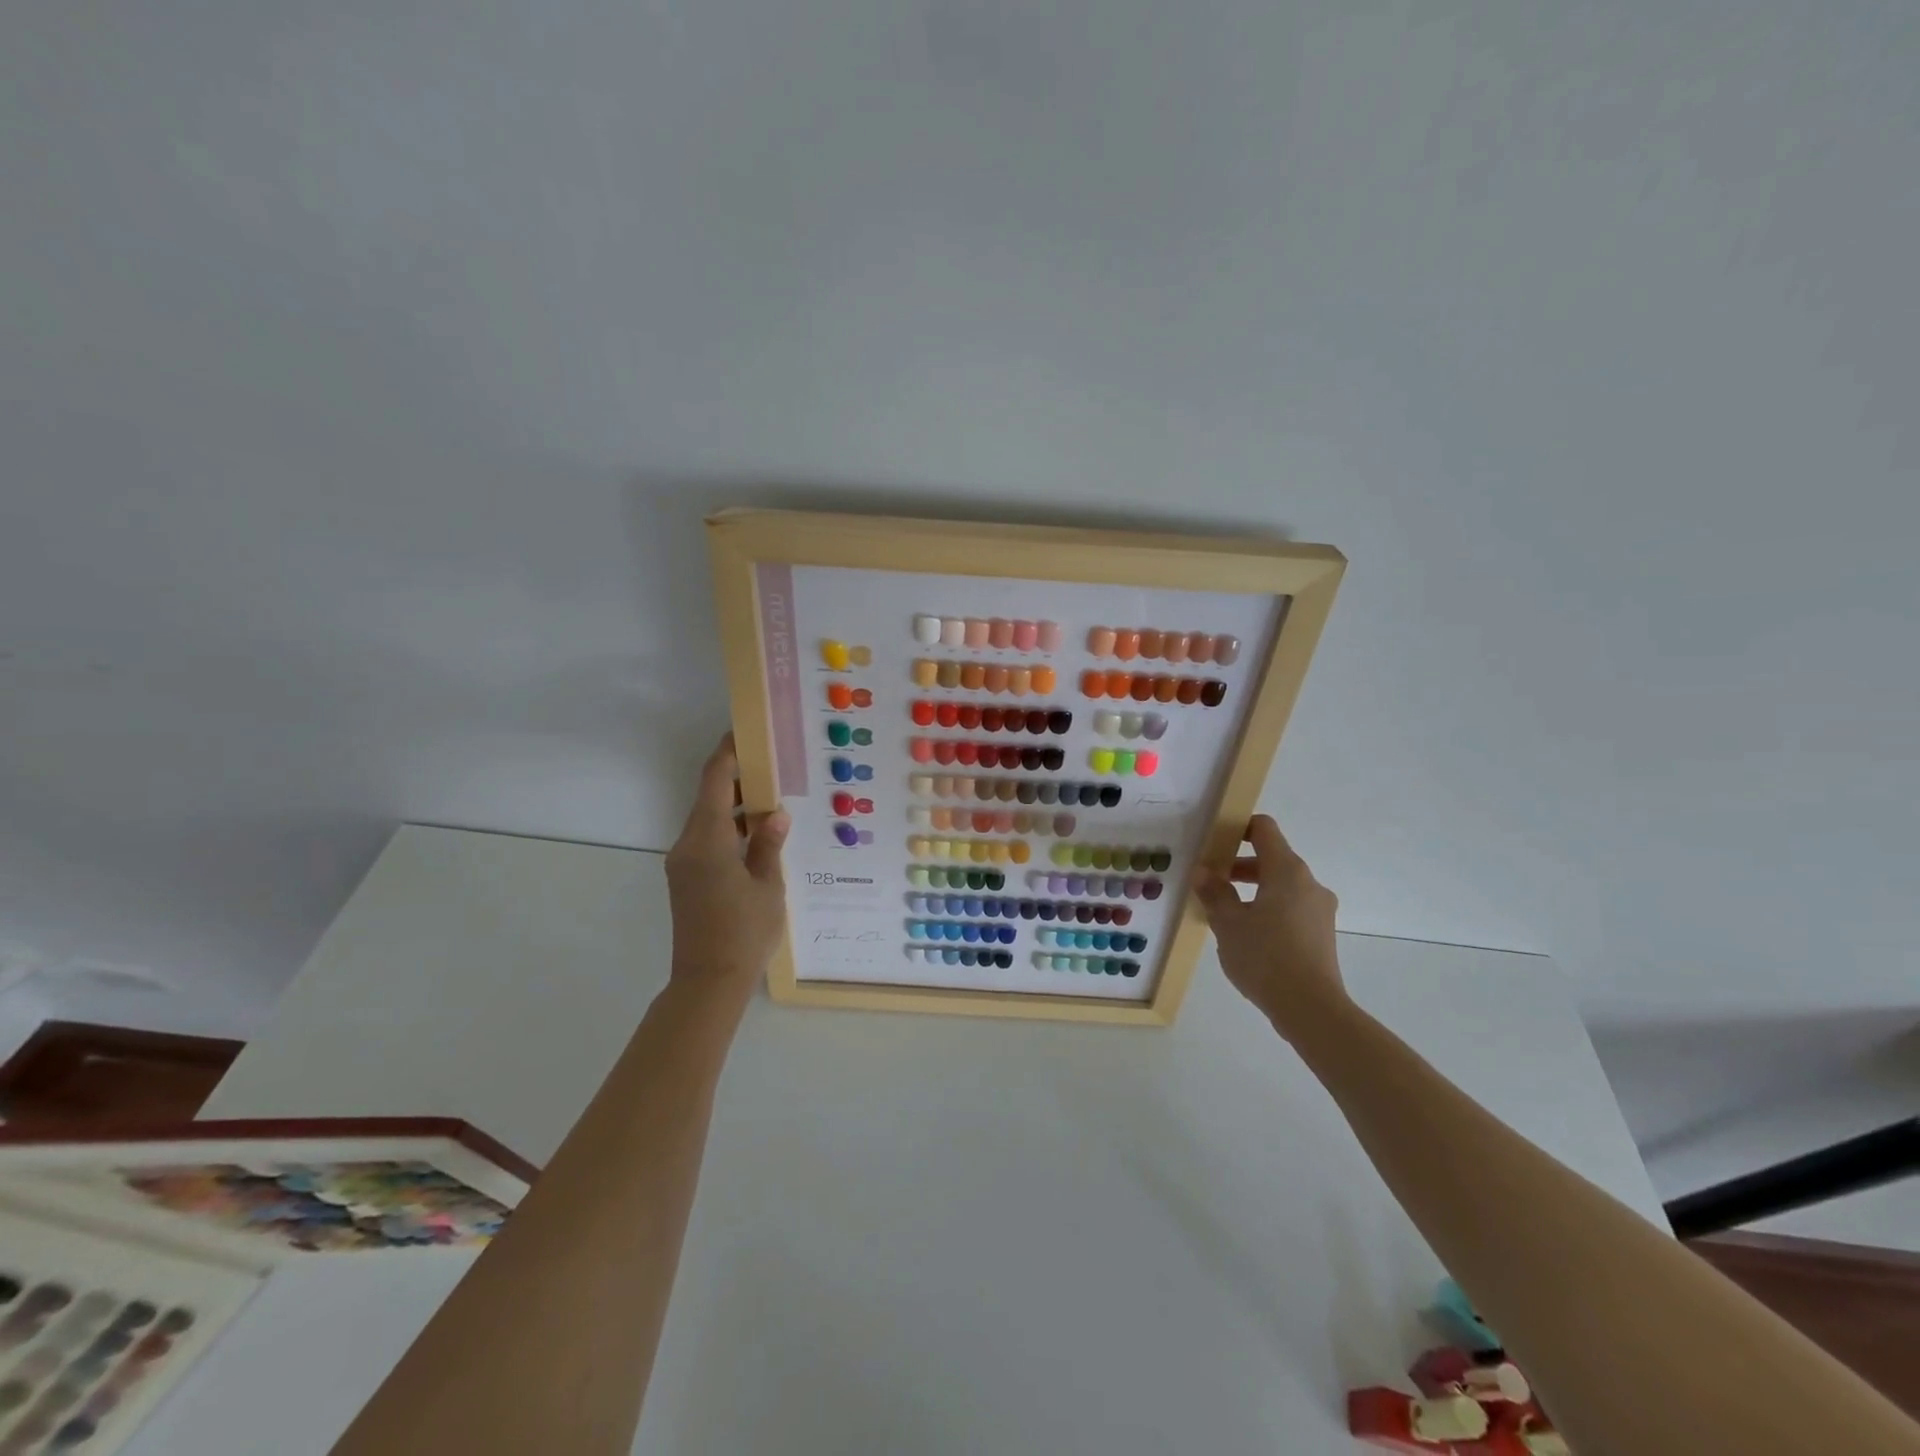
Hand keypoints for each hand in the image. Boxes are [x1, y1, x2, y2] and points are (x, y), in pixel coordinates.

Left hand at [664, 734, 789, 1002]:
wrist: (708, 983)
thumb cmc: (744, 932)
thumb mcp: (769, 886)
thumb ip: (769, 845)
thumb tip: (776, 814)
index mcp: (708, 840)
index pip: (715, 782)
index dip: (728, 754)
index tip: (745, 732)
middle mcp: (688, 845)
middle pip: (710, 799)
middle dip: (739, 779)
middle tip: (775, 767)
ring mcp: (684, 864)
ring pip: (710, 821)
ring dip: (737, 808)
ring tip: (775, 800)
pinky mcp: (687, 880)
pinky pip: (708, 841)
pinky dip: (731, 831)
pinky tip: (759, 837)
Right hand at [1193, 815, 1349, 1038]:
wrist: (1311, 1009)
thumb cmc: (1265, 956)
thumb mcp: (1227, 922)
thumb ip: (1214, 892)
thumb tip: (1203, 871)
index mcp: (1287, 870)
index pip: (1263, 829)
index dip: (1237, 828)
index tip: (1213, 843)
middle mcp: (1309, 883)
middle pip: (1272, 858)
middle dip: (1239, 866)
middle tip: (1210, 882)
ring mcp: (1319, 910)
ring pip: (1281, 886)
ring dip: (1252, 891)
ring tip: (1224, 913)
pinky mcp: (1321, 935)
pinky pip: (1290, 909)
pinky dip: (1268, 910)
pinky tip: (1247, 937)